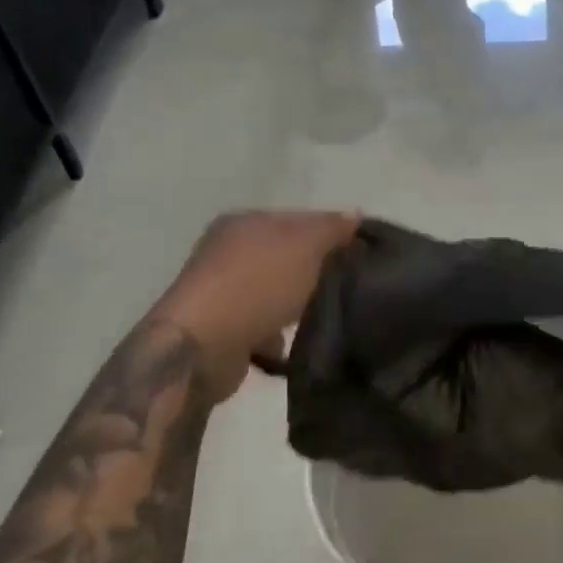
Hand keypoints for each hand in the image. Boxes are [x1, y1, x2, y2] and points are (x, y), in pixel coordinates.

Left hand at [154, 210, 360, 365]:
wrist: (200, 349)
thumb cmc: (256, 286)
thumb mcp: (304, 246)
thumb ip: (332, 228)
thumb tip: (355, 214)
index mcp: (245, 222)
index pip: (300, 219)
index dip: (333, 233)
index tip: (362, 255)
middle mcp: (228, 251)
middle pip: (288, 255)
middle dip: (316, 271)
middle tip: (349, 285)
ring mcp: (222, 290)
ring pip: (277, 291)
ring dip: (298, 305)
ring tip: (326, 316)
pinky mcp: (221, 328)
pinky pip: (263, 324)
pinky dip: (278, 334)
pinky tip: (294, 344)